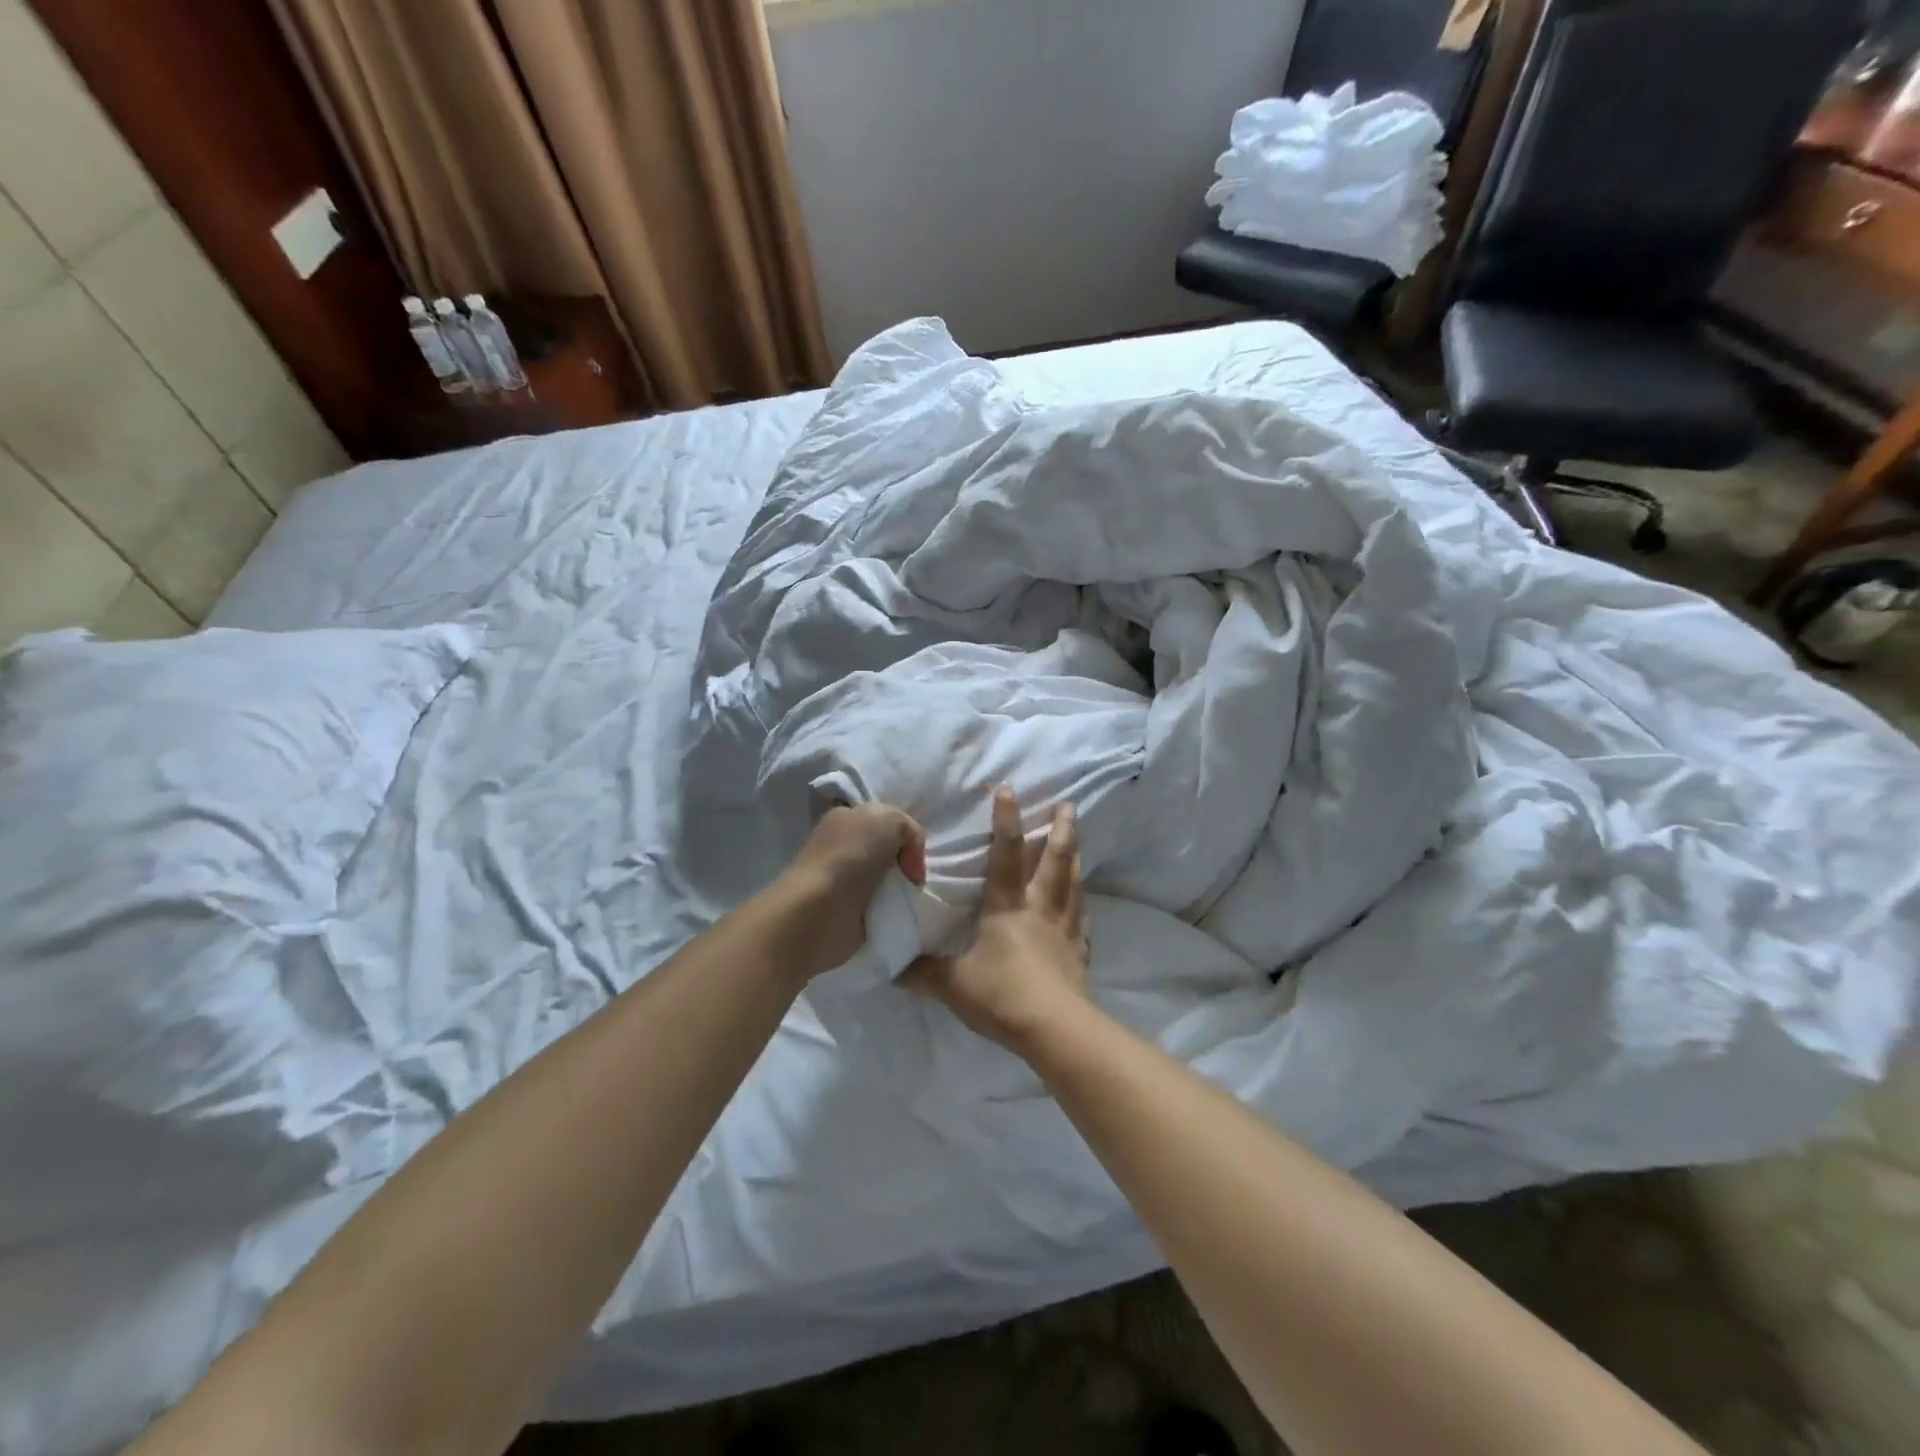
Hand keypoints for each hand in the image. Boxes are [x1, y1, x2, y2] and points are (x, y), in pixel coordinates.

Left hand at [775, 802, 926, 982]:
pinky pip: (880, 905)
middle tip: (913, 879)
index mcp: (846, 817)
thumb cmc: (852, 856)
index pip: (884, 821)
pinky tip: (896, 912)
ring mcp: (842, 879)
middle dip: (905, 863)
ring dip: (901, 888)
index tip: (913, 855)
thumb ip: (908, 828)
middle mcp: (841, 845)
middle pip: (887, 850)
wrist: (820, 910)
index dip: (905, 835)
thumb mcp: (890, 820)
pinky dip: (892, 910)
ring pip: (886, 878)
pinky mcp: (845, 911)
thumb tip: (908, 860)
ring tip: (908, 898)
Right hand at [904, 787, 1089, 1052]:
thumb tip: (891, 966)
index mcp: (1006, 907)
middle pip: (1054, 860)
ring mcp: (1064, 929)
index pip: (1006, 854)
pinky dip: (1082, 903)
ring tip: (1077, 839)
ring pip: (1073, 883)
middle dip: (1061, 830)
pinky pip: (1082, 919)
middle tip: (1069, 805)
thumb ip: (922, 972)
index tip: (1009, 789)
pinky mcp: (1079, 952)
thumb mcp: (952, 984)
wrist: (1053, 1028)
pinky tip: (1083, 900)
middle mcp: (1039, 908)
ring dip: (1075, 857)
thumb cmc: (1000, 995)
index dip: (1006, 820)